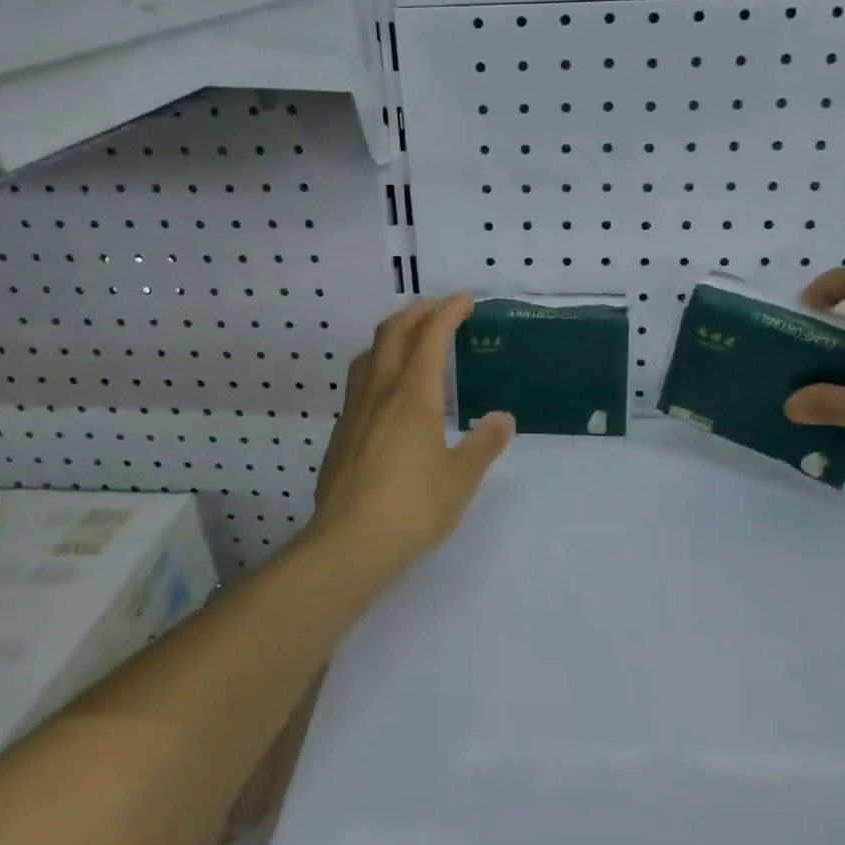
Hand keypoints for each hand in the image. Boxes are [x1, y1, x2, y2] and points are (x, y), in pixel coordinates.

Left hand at [308, 294, 515, 572]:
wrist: (348, 544)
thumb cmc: (412, 507)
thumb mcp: (461, 478)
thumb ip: (484, 444)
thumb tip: (503, 419)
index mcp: (414, 395)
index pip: (430, 336)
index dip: (448, 311)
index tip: (465, 299)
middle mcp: (380, 392)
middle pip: (392, 332)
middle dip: (417, 311)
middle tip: (439, 310)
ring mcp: (355, 411)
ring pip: (369, 354)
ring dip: (392, 335)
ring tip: (411, 341)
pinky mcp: (341, 433)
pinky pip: (359, 382)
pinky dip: (378, 366)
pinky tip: (389, 393)